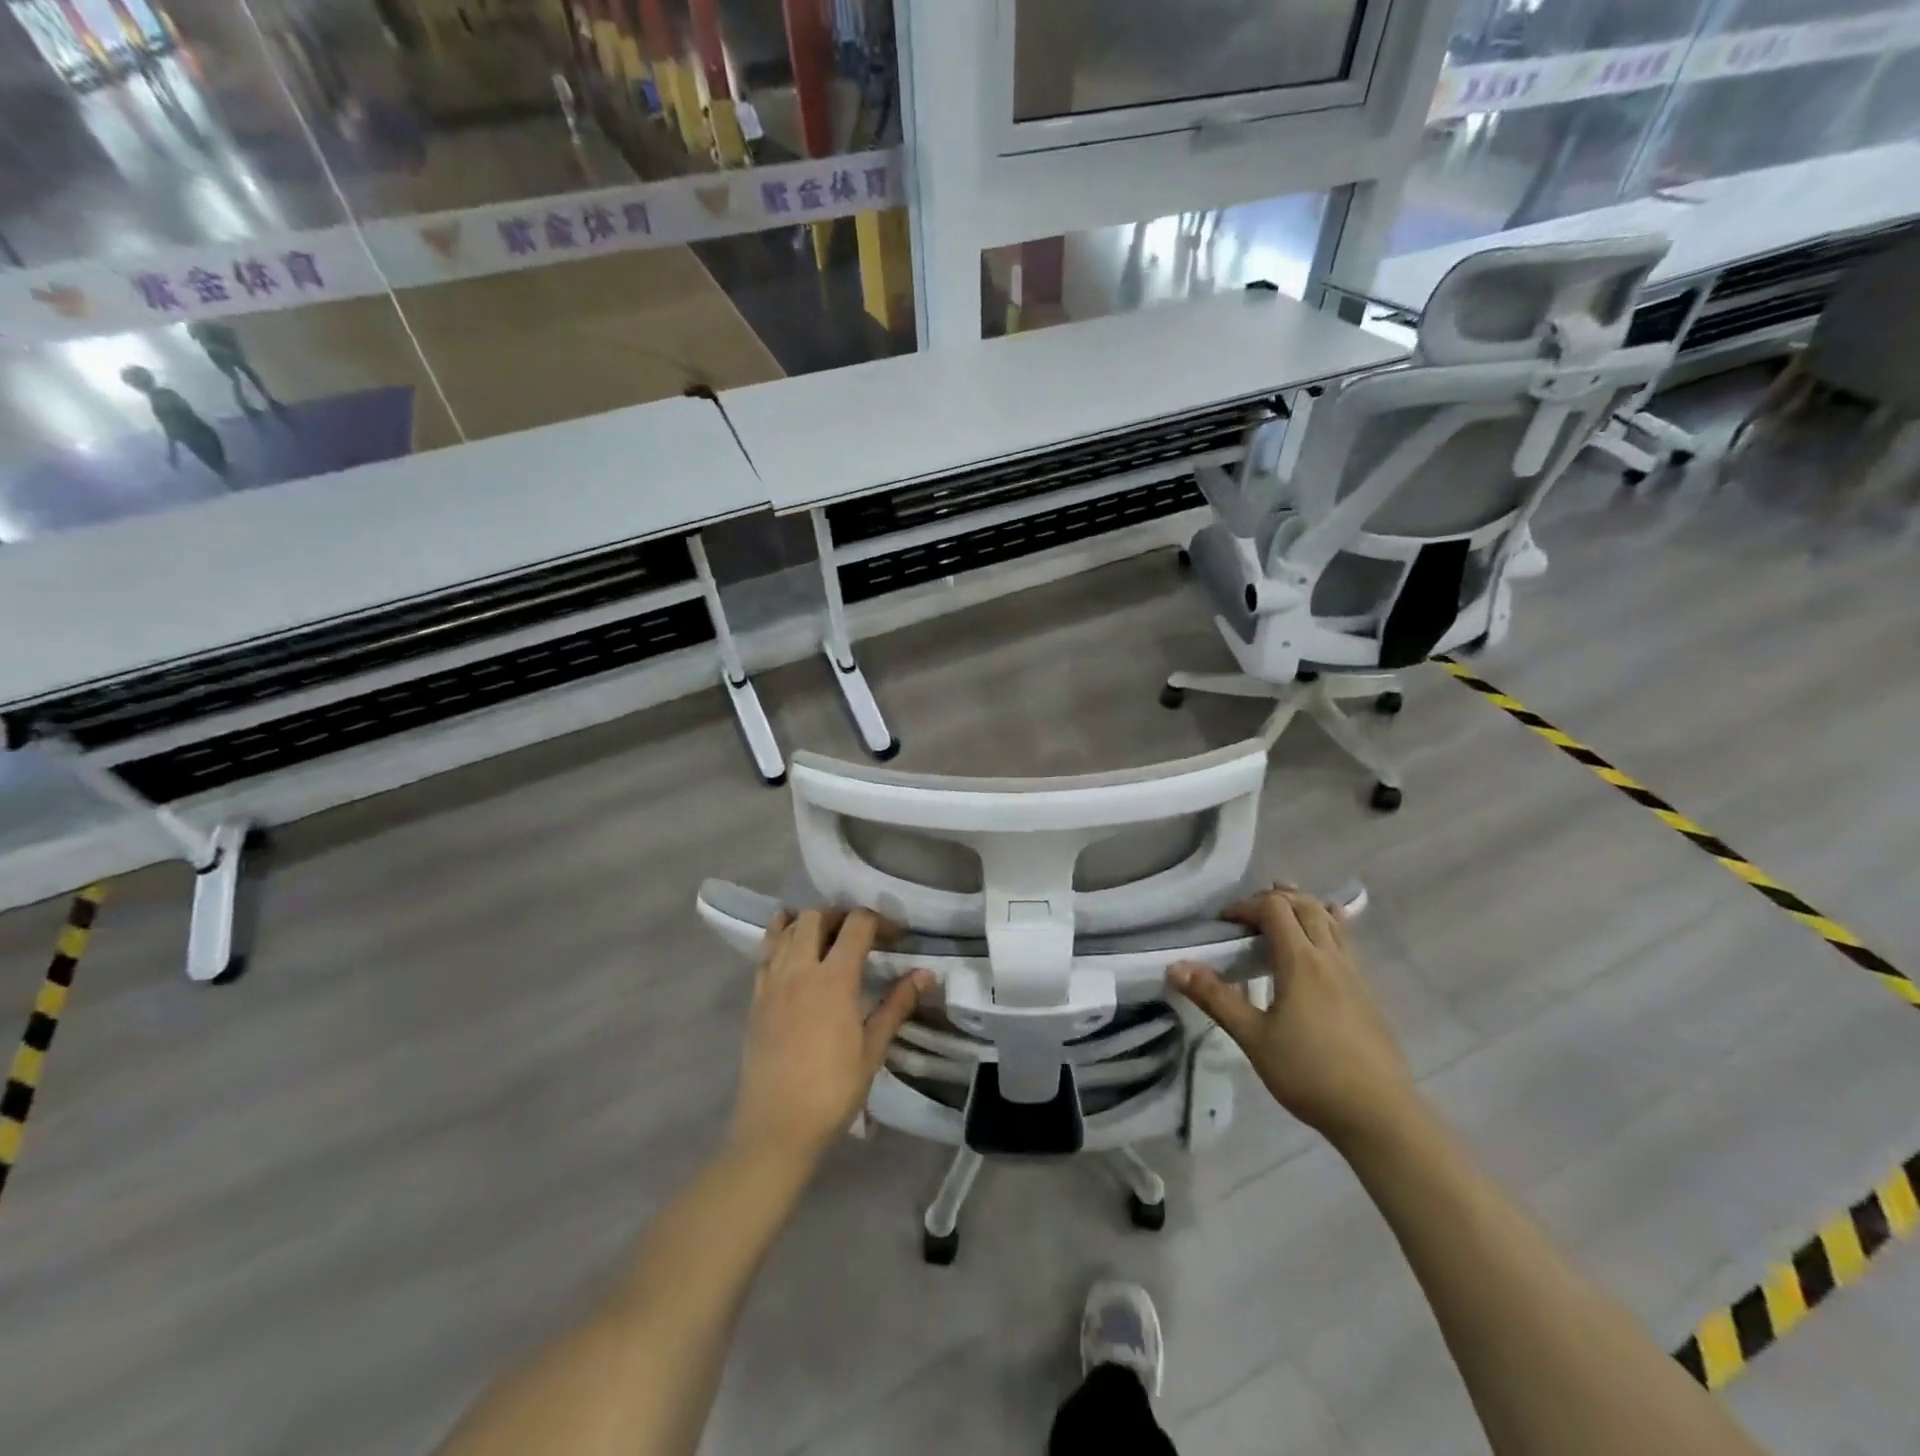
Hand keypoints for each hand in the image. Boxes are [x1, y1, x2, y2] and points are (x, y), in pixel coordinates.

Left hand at [729, 908, 928, 1166]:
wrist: (776, 1127)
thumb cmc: (832, 1091)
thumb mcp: (872, 1050)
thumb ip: (897, 1005)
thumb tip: (926, 974)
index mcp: (834, 979)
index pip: (857, 924)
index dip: (880, 921)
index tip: (897, 936)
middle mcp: (800, 969)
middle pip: (817, 916)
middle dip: (842, 915)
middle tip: (861, 934)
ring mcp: (772, 981)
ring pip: (787, 928)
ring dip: (810, 921)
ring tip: (828, 936)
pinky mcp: (755, 997)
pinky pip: (765, 951)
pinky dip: (780, 937)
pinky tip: (792, 947)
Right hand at [1171, 888, 1417, 1149]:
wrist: (1380, 1114)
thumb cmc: (1310, 1073)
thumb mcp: (1253, 1037)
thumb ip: (1215, 998)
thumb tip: (1175, 967)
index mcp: (1301, 961)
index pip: (1274, 908)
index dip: (1245, 906)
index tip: (1223, 925)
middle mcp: (1330, 958)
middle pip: (1305, 906)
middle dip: (1274, 901)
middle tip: (1247, 919)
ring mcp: (1355, 974)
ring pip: (1330, 922)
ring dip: (1302, 910)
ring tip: (1281, 919)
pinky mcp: (1368, 994)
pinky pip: (1345, 944)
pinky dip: (1325, 930)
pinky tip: (1317, 950)